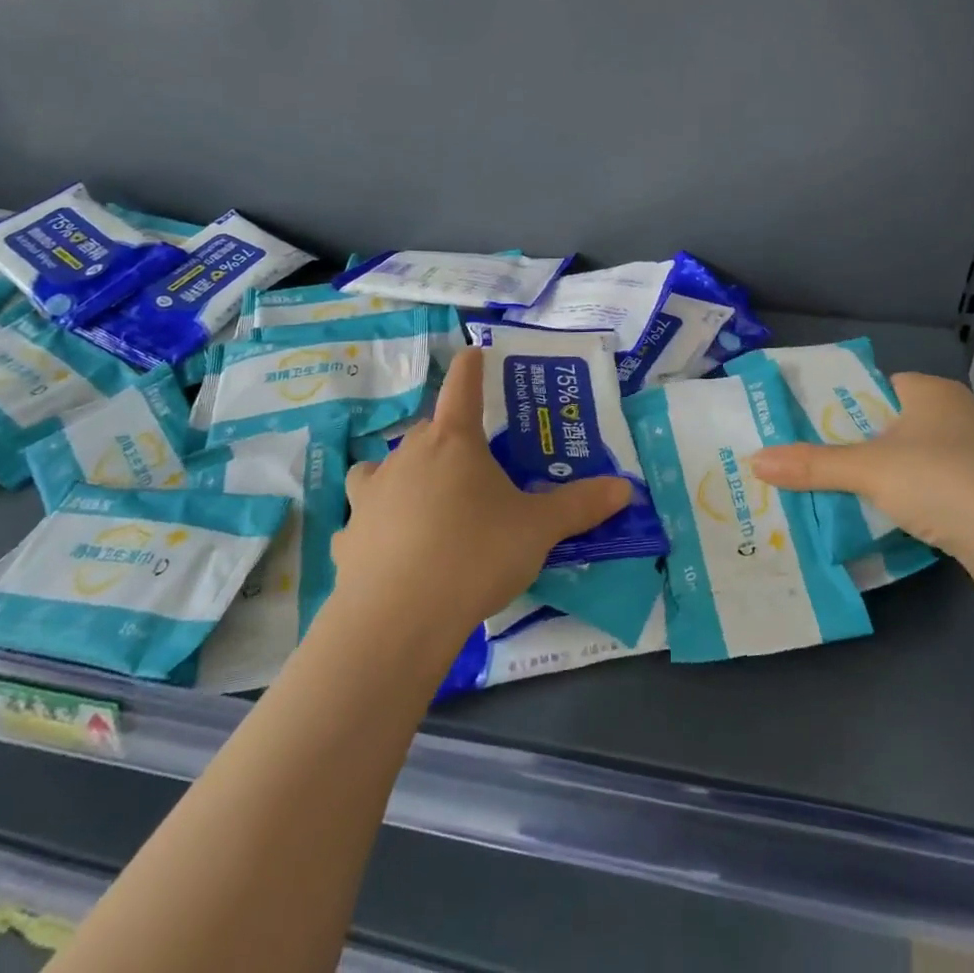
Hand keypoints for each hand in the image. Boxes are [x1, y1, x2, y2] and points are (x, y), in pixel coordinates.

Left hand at [330, 348, 632, 632]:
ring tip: (423, 499)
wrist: (397, 620)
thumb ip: (580, 506)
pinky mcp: (348, 538)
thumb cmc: (474, 555)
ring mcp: (371, 496)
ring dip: (403, 474)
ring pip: (383, 468)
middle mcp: (407, 456)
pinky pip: (365, 519)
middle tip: (472, 462)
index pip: (462, 386)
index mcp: (454, 442)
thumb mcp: (538, 530)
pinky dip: (379, 525)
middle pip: (427, 431)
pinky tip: (391, 550)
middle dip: (448, 438)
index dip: (471, 367)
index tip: (474, 352)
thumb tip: (625, 488)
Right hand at [750, 373, 973, 602]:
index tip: (793, 428)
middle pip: (880, 427)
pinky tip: (865, 521)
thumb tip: (754, 461)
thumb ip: (812, 465)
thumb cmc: (947, 484)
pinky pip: (921, 492)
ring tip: (818, 495)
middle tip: (796, 465)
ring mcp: (969, 458)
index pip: (868, 387)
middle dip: (842, 449)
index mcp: (929, 392)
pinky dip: (895, 504)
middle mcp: (951, 417)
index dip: (831, 406)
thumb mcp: (871, 470)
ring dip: (867, 482)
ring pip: (901, 464)